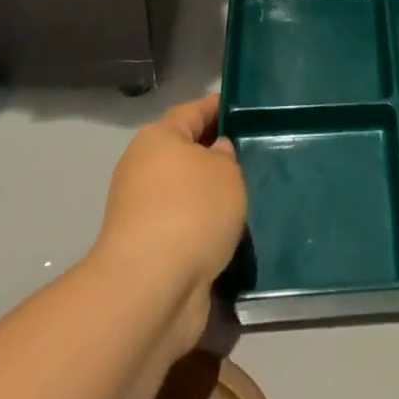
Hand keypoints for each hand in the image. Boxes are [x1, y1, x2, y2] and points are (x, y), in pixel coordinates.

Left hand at [94, 94, 246, 351]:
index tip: (244, 107)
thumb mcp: (226, 172)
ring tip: (250, 195)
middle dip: (217, 154)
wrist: (151, 291)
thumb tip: (216, 153)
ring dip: (211, 196)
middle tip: (255, 153)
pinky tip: (233, 232)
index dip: (219, 107)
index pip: (193, 111)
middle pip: (187, 153)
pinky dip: (205, 229)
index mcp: (158, 139)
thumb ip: (226, 157)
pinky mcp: (150, 253)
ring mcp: (143, 214)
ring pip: (187, 193)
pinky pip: (186, 228)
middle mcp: (145, 171)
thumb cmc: (191, 211)